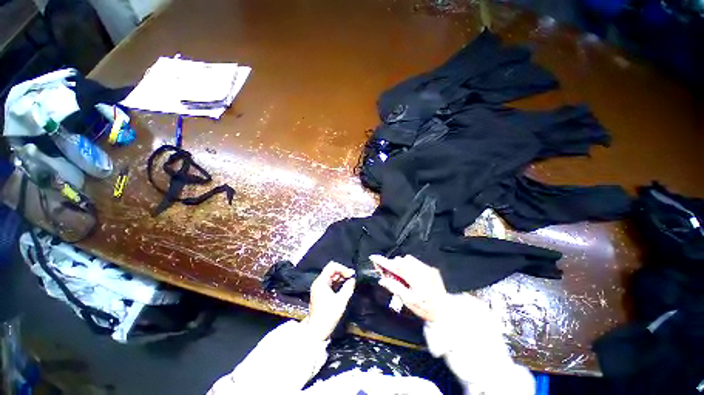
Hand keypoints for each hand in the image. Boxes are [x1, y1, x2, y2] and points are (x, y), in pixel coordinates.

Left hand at [305, 261, 355, 340]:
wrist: (316, 331)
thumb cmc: (328, 315)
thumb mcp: (341, 301)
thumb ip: (348, 288)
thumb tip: (353, 279)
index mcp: (321, 281)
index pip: (332, 266)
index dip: (343, 268)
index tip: (351, 274)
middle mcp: (319, 282)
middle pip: (332, 270)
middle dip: (343, 272)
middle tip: (353, 277)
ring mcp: (319, 287)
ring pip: (332, 276)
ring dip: (341, 277)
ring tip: (351, 281)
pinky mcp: (321, 293)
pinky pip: (331, 283)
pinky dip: (338, 283)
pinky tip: (345, 286)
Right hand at [370, 255, 447, 321]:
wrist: (445, 311)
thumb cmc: (425, 309)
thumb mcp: (408, 301)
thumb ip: (395, 288)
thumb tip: (382, 279)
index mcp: (417, 281)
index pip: (396, 268)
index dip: (384, 262)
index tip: (374, 257)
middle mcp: (423, 271)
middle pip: (401, 261)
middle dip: (392, 264)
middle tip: (387, 273)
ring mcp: (428, 268)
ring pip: (408, 260)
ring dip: (400, 265)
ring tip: (399, 275)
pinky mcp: (431, 268)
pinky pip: (415, 262)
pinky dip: (408, 265)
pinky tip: (409, 275)